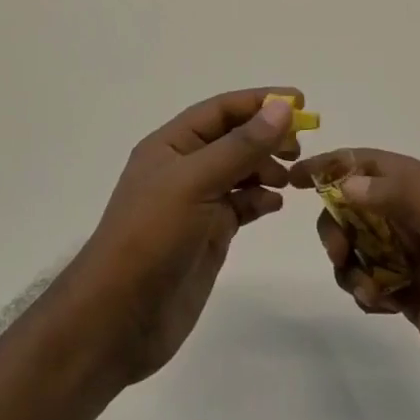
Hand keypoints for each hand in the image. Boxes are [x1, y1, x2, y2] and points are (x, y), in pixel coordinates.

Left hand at [72, 89, 301, 384]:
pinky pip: (242, 205)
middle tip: (300, 145)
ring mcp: (197, 202)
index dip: (259, 101)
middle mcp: (185, 167)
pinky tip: (276, 204)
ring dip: (268, 167)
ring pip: (241, 171)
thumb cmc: (152, 236)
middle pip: (234, 137)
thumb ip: (241, 146)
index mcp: (171, 144)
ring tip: (293, 178)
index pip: (221, 109)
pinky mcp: (209, 234)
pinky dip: (261, 199)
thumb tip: (282, 107)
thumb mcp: (196, 182)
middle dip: (267, 136)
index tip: (300, 101)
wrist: (119, 318)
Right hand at [294, 149, 419, 417]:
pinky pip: (368, 278)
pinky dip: (363, 288)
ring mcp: (414, 256)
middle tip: (340, 253)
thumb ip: (404, 197)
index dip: (336, 166)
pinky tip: (380, 306)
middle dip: (339, 224)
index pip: (375, 165)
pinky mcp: (409, 292)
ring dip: (350, 262)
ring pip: (359, 243)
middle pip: (358, 204)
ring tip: (367, 289)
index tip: (298, 179)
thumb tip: (349, 182)